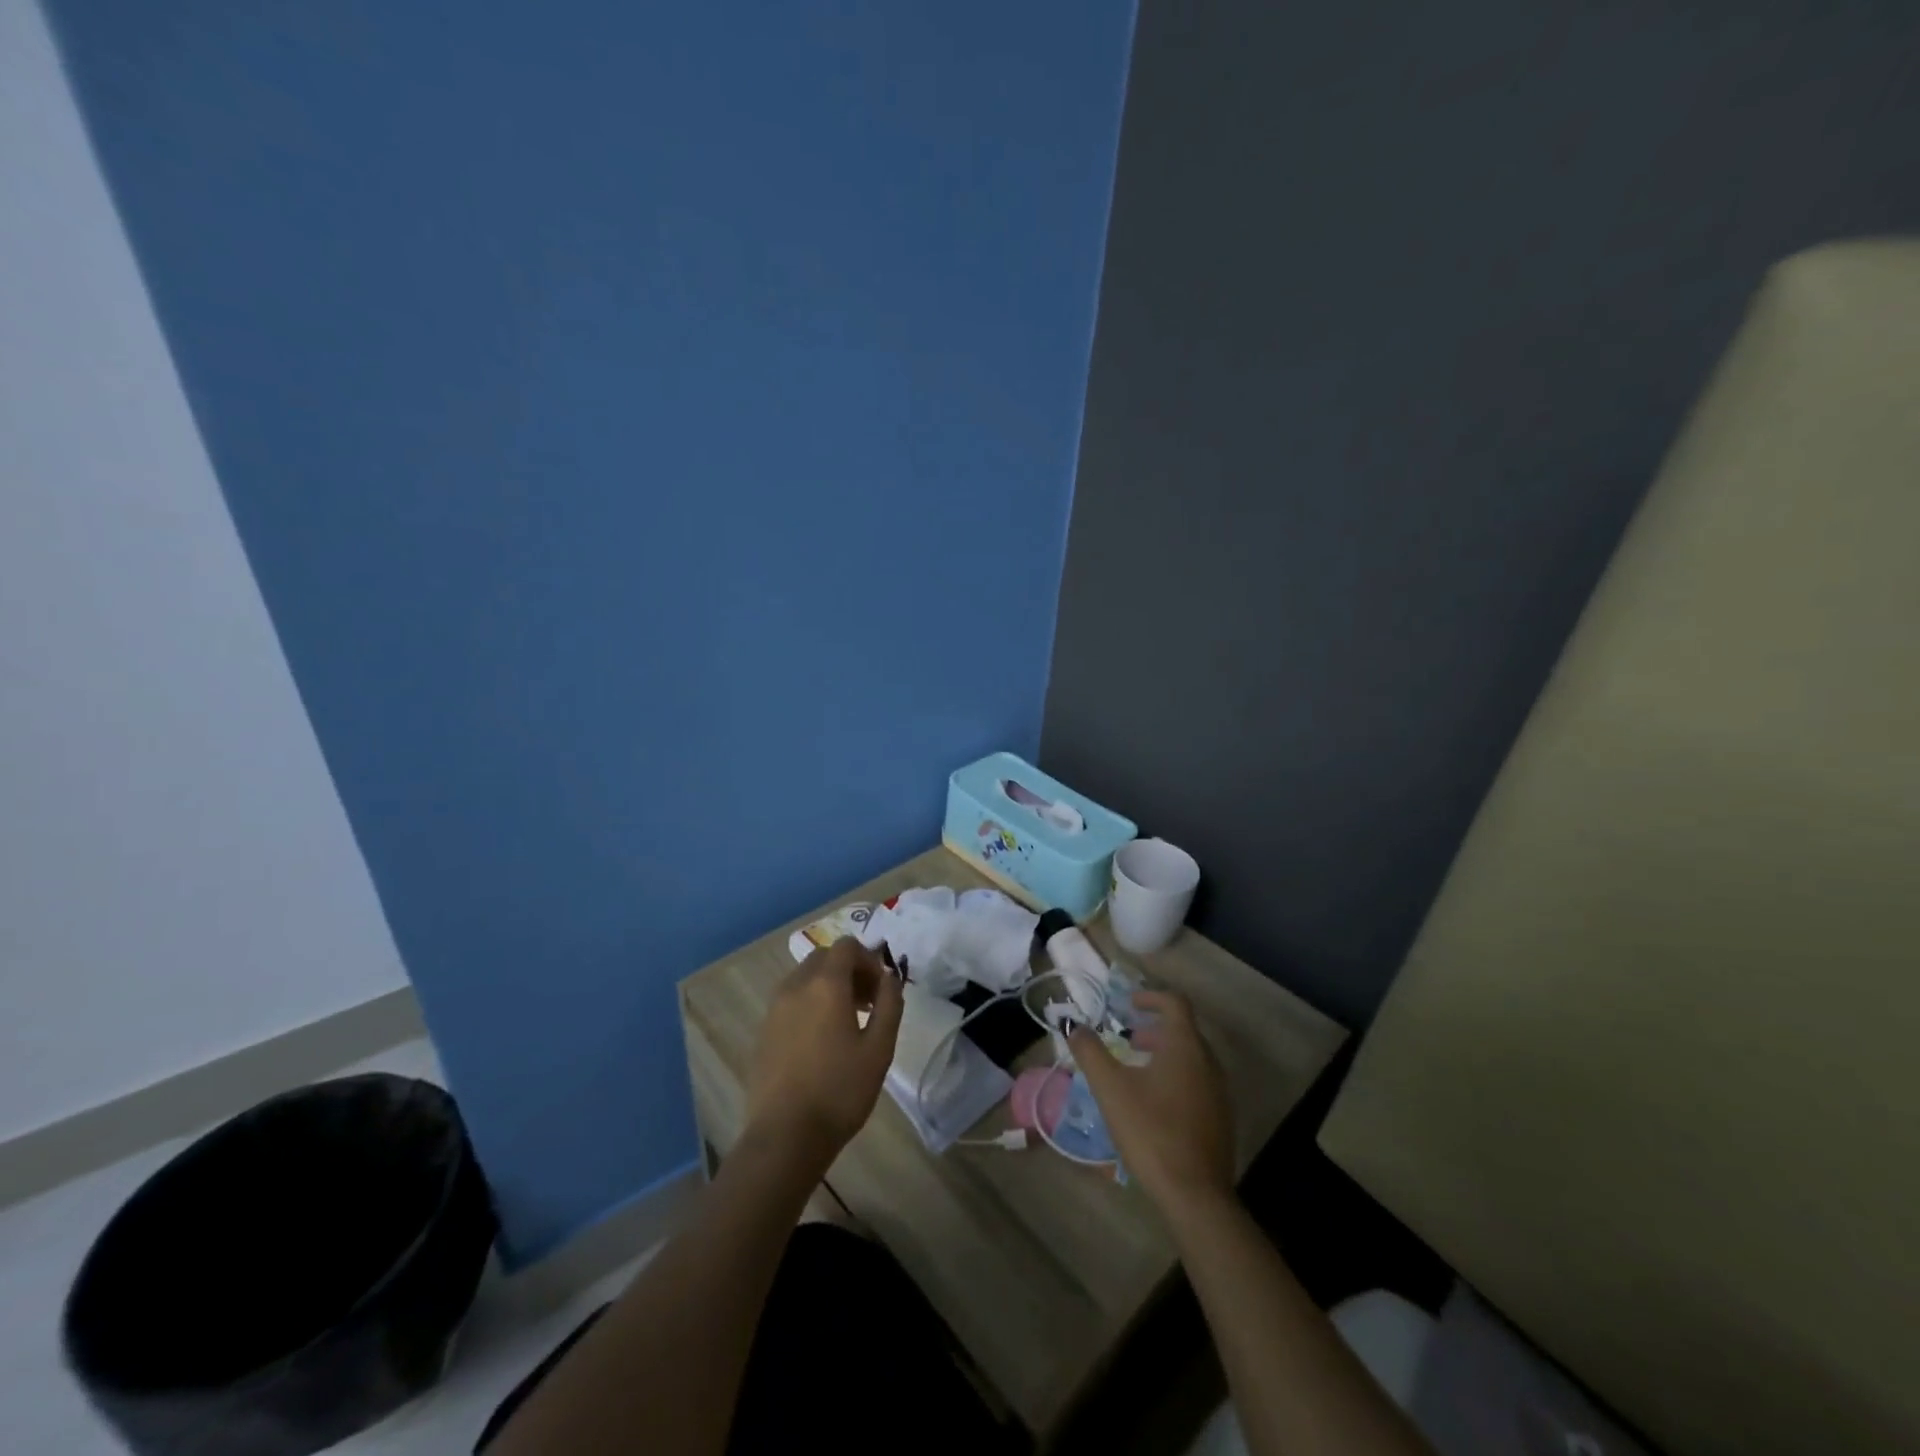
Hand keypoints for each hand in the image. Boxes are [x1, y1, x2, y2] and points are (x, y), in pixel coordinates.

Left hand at [743, 937, 903, 1170]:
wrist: (785, 1136)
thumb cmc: (840, 1090)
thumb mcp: (879, 1048)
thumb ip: (889, 1004)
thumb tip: (890, 978)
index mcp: (826, 984)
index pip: (847, 946)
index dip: (869, 960)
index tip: (881, 990)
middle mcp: (796, 986)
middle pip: (825, 958)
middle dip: (849, 970)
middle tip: (867, 1004)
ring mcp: (775, 1007)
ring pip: (806, 977)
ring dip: (829, 986)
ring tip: (846, 1023)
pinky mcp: (764, 1029)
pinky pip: (791, 999)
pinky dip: (810, 1003)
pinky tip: (821, 1040)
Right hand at [1071, 989, 1233, 1213]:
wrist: (1195, 1194)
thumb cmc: (1151, 1130)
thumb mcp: (1110, 1088)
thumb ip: (1090, 1051)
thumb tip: (1072, 1024)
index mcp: (1185, 1046)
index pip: (1174, 1002)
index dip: (1151, 996)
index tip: (1129, 1003)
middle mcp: (1208, 1062)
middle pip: (1184, 1031)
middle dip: (1154, 1029)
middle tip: (1129, 1040)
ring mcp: (1219, 1093)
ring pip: (1191, 1059)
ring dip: (1164, 1055)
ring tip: (1137, 1072)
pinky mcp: (1221, 1120)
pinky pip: (1198, 1083)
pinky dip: (1176, 1078)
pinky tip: (1155, 1105)